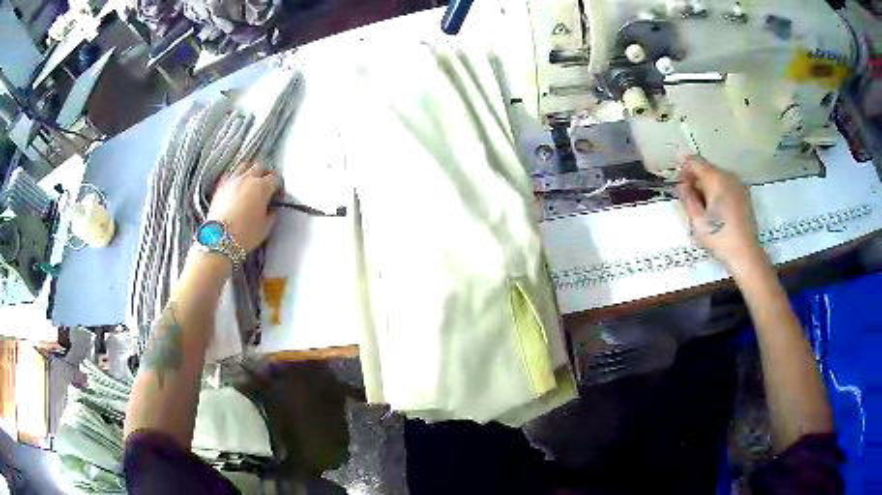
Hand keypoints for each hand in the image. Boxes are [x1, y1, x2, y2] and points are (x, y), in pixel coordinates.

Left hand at [207, 163, 279, 252]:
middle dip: (264, 174)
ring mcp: (233, 181)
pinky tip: (235, 186)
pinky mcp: (220, 186)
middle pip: (260, 167)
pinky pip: (230, 175)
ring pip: (244, 166)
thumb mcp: (266, 227)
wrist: (220, 239)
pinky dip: (235, 177)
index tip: (278, 194)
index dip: (278, 186)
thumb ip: (272, 214)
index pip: (275, 179)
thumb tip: (273, 209)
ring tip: (250, 182)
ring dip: (249, 172)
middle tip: (266, 185)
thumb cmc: (244, 234)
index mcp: (262, 187)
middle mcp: (248, 179)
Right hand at [677, 156, 767, 274]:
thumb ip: (687, 198)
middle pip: (706, 168)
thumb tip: (682, 185)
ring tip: (708, 210)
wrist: (746, 253)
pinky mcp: (745, 193)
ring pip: (717, 176)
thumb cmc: (719, 237)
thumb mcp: (697, 221)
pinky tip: (720, 212)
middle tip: (694, 203)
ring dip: (708, 187)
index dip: (683, 171)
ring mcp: (739, 183)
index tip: (682, 189)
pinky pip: (727, 185)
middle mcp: (728, 175)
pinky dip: (719, 192)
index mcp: (715, 178)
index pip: (693, 161)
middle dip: (697, 180)